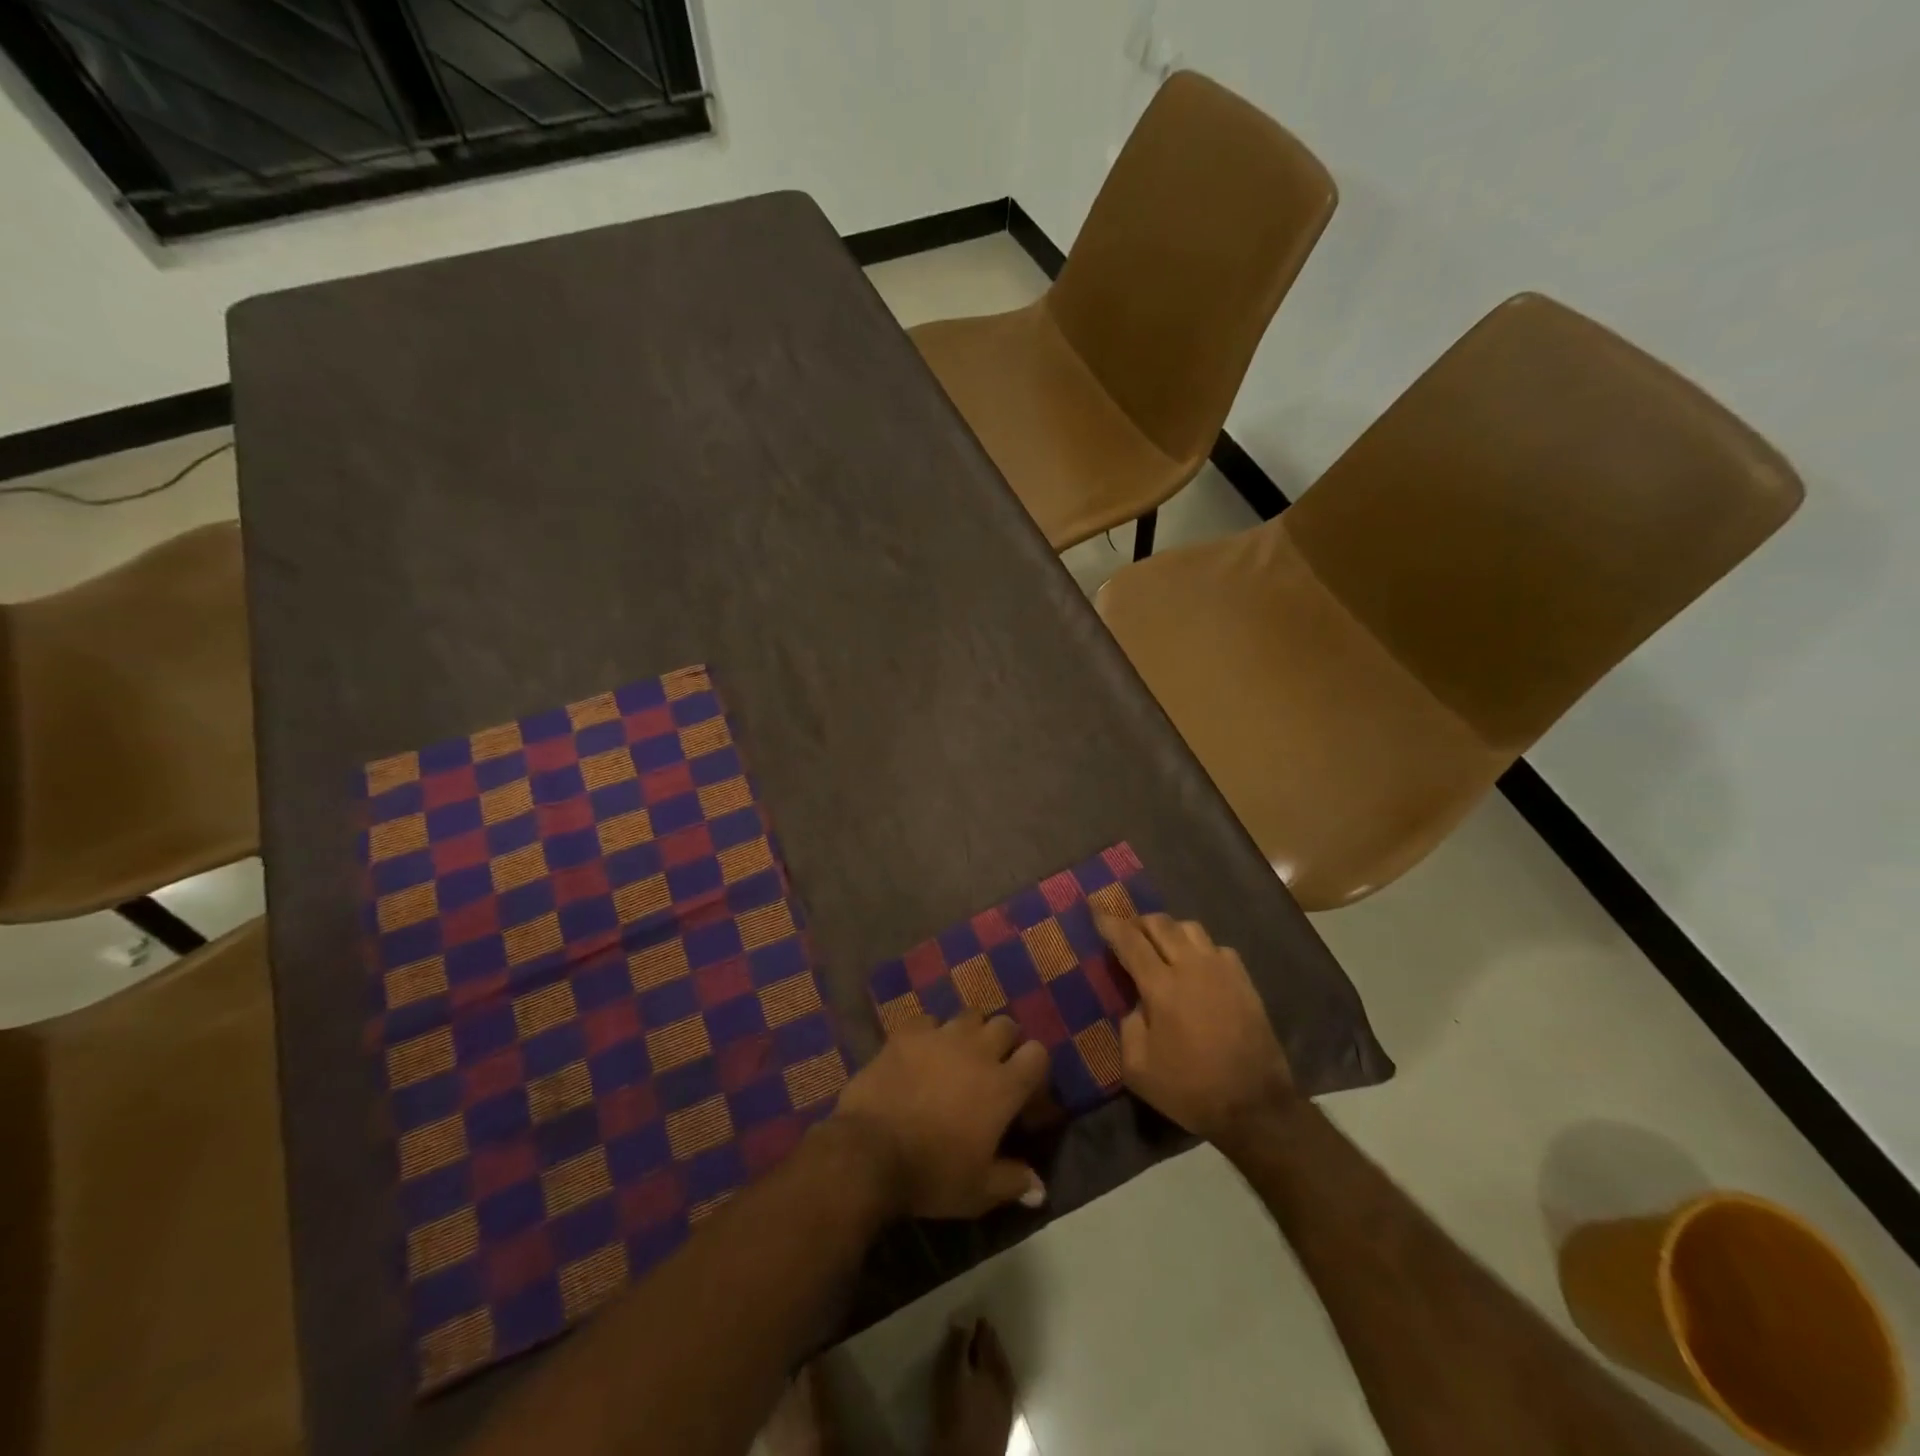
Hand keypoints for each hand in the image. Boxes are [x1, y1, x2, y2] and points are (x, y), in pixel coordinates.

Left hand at [832, 1011, 1050, 1218]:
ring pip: (969, 1016)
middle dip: (1004, 1043)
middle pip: (1006, 1025)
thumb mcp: (979, 1192)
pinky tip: (921, 1053)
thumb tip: (1039, 1188)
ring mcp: (941, 1036)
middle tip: (991, 1069)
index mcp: (1003, 1086)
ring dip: (970, 1033)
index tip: (1024, 1092)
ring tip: (958, 1056)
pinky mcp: (908, 1033)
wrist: (870, 1151)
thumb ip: (1013, 1182)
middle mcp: (978, 1051)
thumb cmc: (932, 1173)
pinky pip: (928, 1021)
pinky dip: (930, 1034)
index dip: (1034, 1069)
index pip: (1038, 1054)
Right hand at [1098, 913, 1293, 1142]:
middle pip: (1161, 924)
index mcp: (1162, 987)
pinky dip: (1200, 949)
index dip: (1110, 924)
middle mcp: (1192, 967)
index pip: (1130, 941)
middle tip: (1127, 933)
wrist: (1256, 1107)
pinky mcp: (1244, 981)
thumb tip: (1137, 1004)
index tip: (1096, 912)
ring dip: (1170, 931)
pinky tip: (1196, 968)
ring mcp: (1222, 970)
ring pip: (1191, 928)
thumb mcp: (1138, 1069)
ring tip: (1161, 947)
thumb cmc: (1191, 1090)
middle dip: (1139, 922)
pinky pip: (1217, 948)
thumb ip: (1128, 1026)